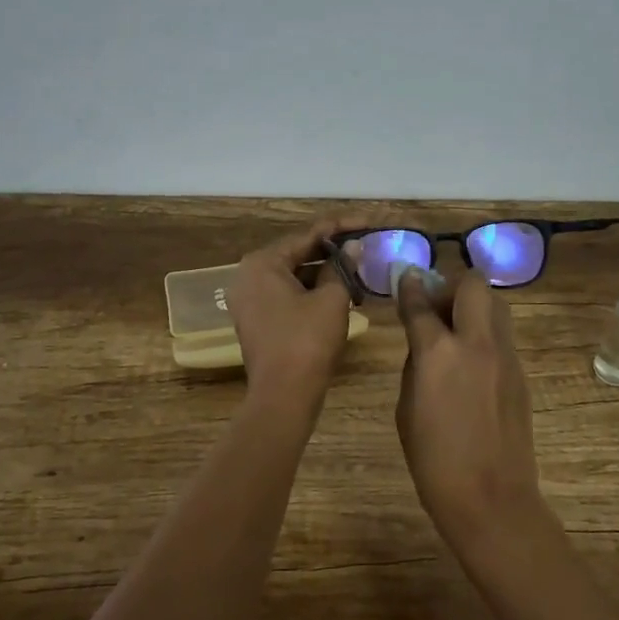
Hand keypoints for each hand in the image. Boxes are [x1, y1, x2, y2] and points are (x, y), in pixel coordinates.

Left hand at [228, 217, 362, 407]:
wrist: (283, 397)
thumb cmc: (307, 341)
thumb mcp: (332, 300)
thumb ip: (343, 267)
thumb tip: (354, 247)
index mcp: (263, 263)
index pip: (308, 234)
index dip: (342, 227)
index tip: (369, 222)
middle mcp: (249, 275)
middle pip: (298, 252)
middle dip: (333, 250)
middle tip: (366, 244)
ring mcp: (250, 299)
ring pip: (294, 275)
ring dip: (325, 271)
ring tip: (359, 266)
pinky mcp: (257, 319)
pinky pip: (287, 294)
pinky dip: (312, 290)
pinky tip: (341, 290)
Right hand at [395, 270, 549, 556]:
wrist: (491, 498)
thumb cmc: (434, 461)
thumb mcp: (407, 409)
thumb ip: (416, 365)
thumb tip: (424, 343)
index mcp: (438, 353)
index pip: (420, 304)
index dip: (410, 287)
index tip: (406, 277)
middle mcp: (475, 343)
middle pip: (472, 285)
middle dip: (451, 286)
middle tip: (437, 308)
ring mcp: (504, 356)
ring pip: (495, 304)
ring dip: (473, 305)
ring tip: (456, 331)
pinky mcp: (521, 373)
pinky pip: (502, 335)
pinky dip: (485, 333)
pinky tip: (472, 362)